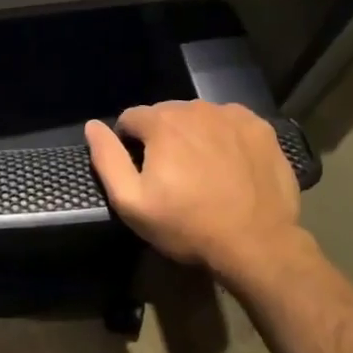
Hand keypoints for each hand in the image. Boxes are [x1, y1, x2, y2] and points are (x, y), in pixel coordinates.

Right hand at [85, 101, 302, 281]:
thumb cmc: (188, 226)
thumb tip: (92, 126)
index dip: (130, 144)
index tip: (142, 172)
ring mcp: (232, 115)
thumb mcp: (132, 202)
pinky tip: (230, 166)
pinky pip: (230, 123)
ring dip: (194, 136)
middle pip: (166, 115)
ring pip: (199, 117)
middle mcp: (195, 108)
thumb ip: (107, 159)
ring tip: (203, 172)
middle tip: (173, 175)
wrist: (257, 244)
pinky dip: (225, 137)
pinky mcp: (260, 127)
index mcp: (161, 123)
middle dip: (162, 138)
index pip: (131, 118)